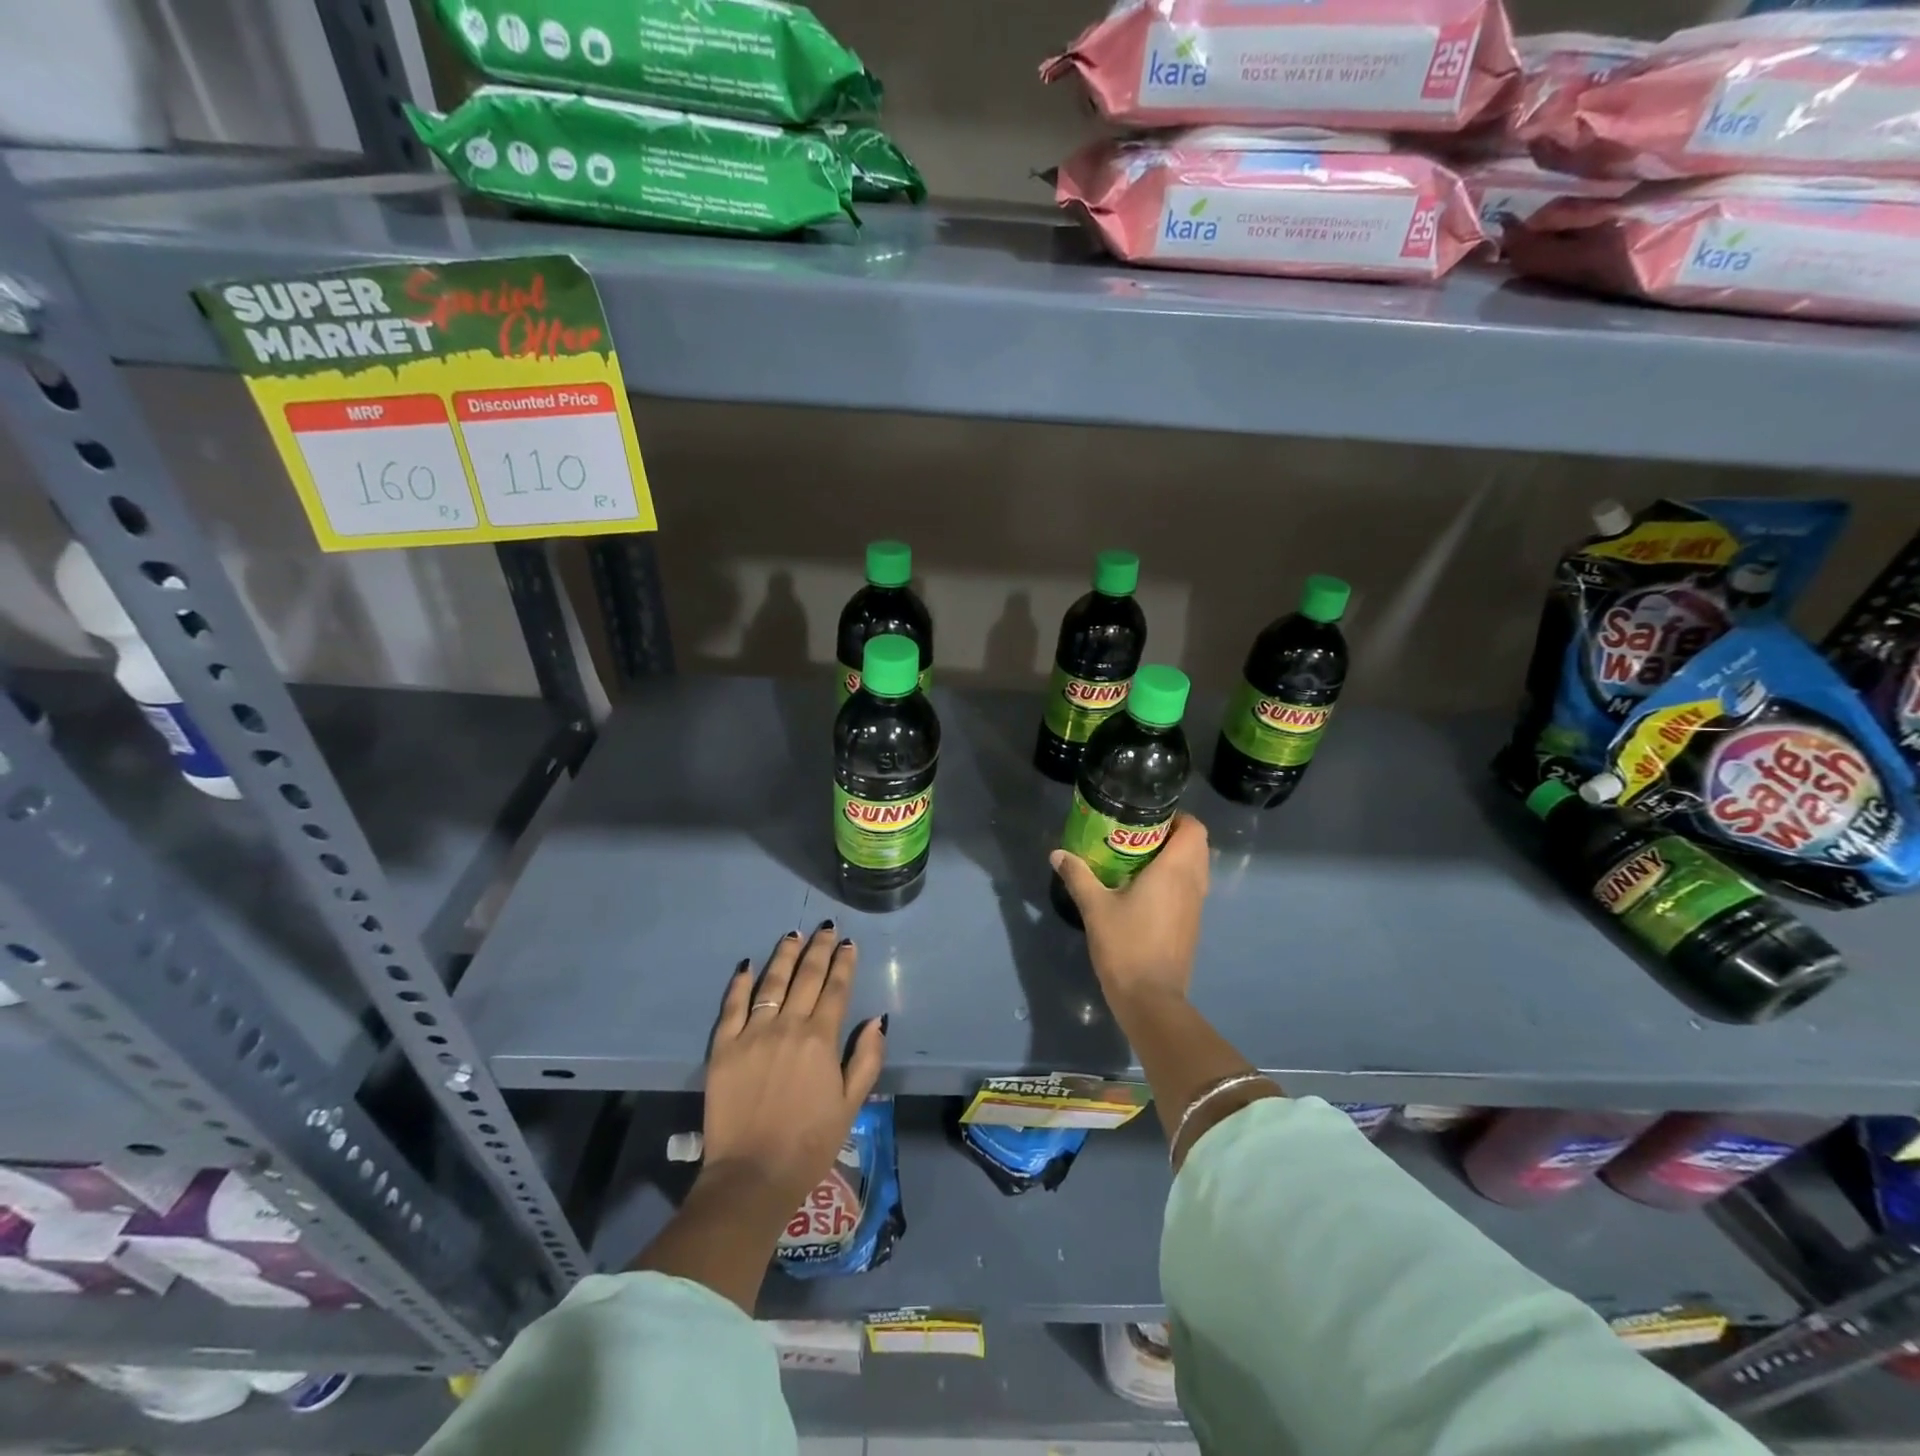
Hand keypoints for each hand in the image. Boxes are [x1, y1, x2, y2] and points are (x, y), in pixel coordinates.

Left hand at [703, 924, 886, 1216]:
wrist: (752, 1177)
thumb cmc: (810, 1144)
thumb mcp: (851, 1105)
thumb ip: (867, 1059)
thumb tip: (877, 1020)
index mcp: (821, 1039)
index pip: (836, 989)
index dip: (844, 963)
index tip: (849, 944)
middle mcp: (788, 1026)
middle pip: (806, 976)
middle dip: (819, 949)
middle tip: (826, 929)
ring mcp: (752, 1034)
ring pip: (771, 982)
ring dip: (785, 955)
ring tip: (793, 935)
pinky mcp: (723, 1047)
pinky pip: (733, 1006)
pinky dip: (741, 983)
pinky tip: (748, 965)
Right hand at [1051, 813, 1208, 1009]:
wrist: (1151, 999)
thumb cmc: (1126, 945)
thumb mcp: (1095, 907)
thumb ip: (1078, 876)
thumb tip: (1057, 853)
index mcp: (1175, 871)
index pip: (1194, 829)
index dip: (1177, 817)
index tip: (1148, 817)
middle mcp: (1192, 883)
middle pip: (1197, 846)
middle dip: (1172, 835)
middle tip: (1137, 835)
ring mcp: (1195, 906)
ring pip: (1195, 868)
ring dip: (1175, 858)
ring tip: (1138, 859)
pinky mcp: (1191, 925)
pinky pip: (1190, 889)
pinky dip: (1174, 880)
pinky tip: (1143, 889)